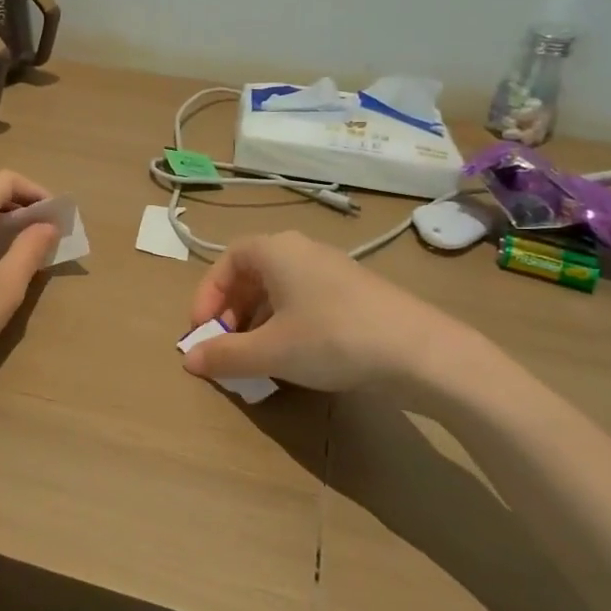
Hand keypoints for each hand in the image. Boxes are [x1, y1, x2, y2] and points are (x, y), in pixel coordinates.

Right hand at [183, 231, 487, 393]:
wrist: (420, 351)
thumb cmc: (332, 339)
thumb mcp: (271, 351)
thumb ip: (225, 355)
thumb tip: (190, 360)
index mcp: (276, 250)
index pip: (226, 261)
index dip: (207, 295)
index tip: (202, 330)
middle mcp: (302, 250)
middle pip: (252, 274)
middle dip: (232, 311)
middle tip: (226, 346)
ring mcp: (332, 269)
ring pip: (279, 289)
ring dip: (258, 320)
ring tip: (256, 357)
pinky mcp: (355, 292)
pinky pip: (305, 300)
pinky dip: (287, 323)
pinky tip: (294, 356)